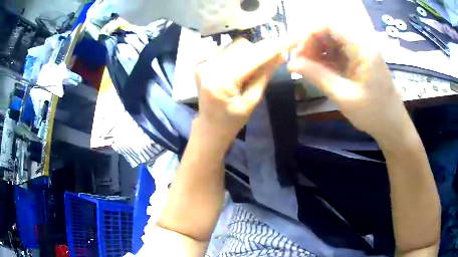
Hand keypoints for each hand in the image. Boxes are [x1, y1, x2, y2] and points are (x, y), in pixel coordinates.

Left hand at [194, 38, 289, 144]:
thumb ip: (265, 75)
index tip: (290, 40)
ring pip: (235, 46)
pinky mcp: (201, 63)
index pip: (252, 58)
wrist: (210, 126)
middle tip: (274, 58)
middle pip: (243, 47)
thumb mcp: (252, 101)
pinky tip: (239, 70)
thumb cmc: (233, 120)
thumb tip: (282, 54)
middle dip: (262, 50)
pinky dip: (238, 55)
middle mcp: (209, 68)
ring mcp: (203, 64)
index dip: (272, 48)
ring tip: (251, 71)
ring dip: (250, 52)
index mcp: (222, 82)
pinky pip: (226, 50)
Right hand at [288, 0, 406, 140]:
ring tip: (306, 69)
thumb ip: (317, 76)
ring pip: (331, 41)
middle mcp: (360, 43)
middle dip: (310, 44)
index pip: (328, 25)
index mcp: (361, 47)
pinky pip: (337, 52)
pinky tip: (318, 71)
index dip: (309, 35)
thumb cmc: (373, 113)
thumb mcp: (344, 96)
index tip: (298, 54)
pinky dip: (324, 59)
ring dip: (316, 52)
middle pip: (328, 31)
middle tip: (299, 63)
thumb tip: (291, 64)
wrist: (392, 124)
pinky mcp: (358, 59)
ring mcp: (360, 51)